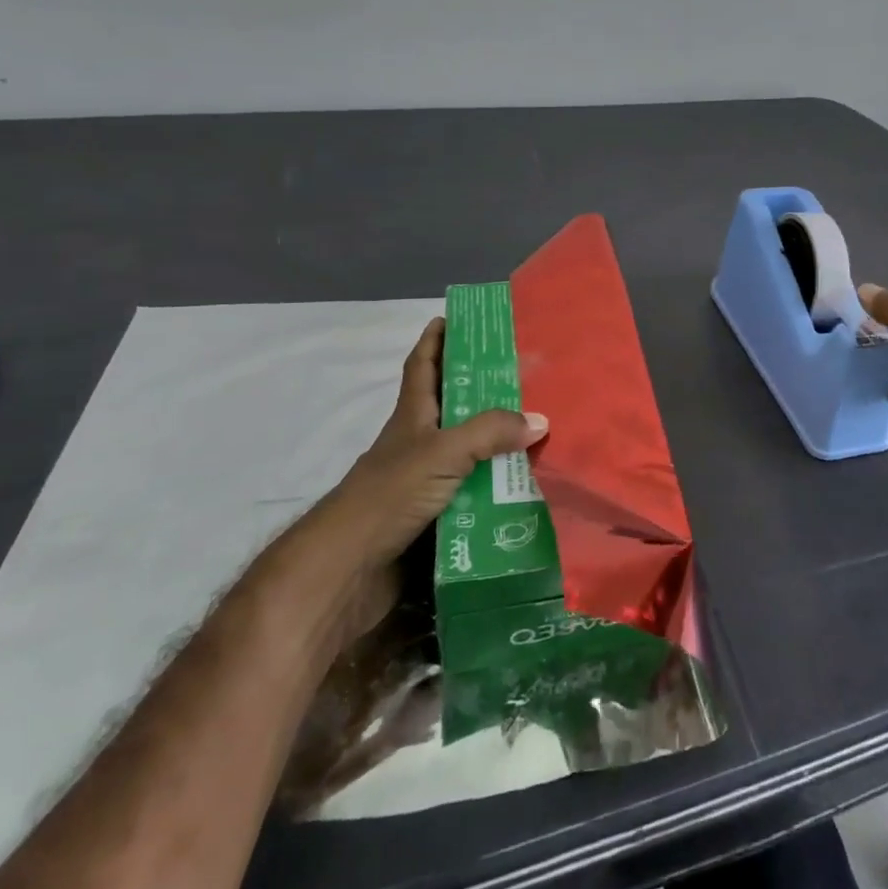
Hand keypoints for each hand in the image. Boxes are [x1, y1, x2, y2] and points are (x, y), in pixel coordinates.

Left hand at [331, 317, 547, 560]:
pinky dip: (495, 489)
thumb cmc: (389, 494)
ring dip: (496, 444)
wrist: (348, 570)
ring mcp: (423, 481)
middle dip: (482, 390)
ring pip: (467, 453)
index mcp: (413, 417)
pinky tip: (524, 489)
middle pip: (452, 407)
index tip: (453, 318)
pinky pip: (472, 493)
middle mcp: (418, 443)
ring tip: (538, 431)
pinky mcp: (431, 517)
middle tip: (524, 376)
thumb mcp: (442, 452)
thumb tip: (539, 419)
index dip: (434, 340)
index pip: (422, 366)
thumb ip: (490, 433)